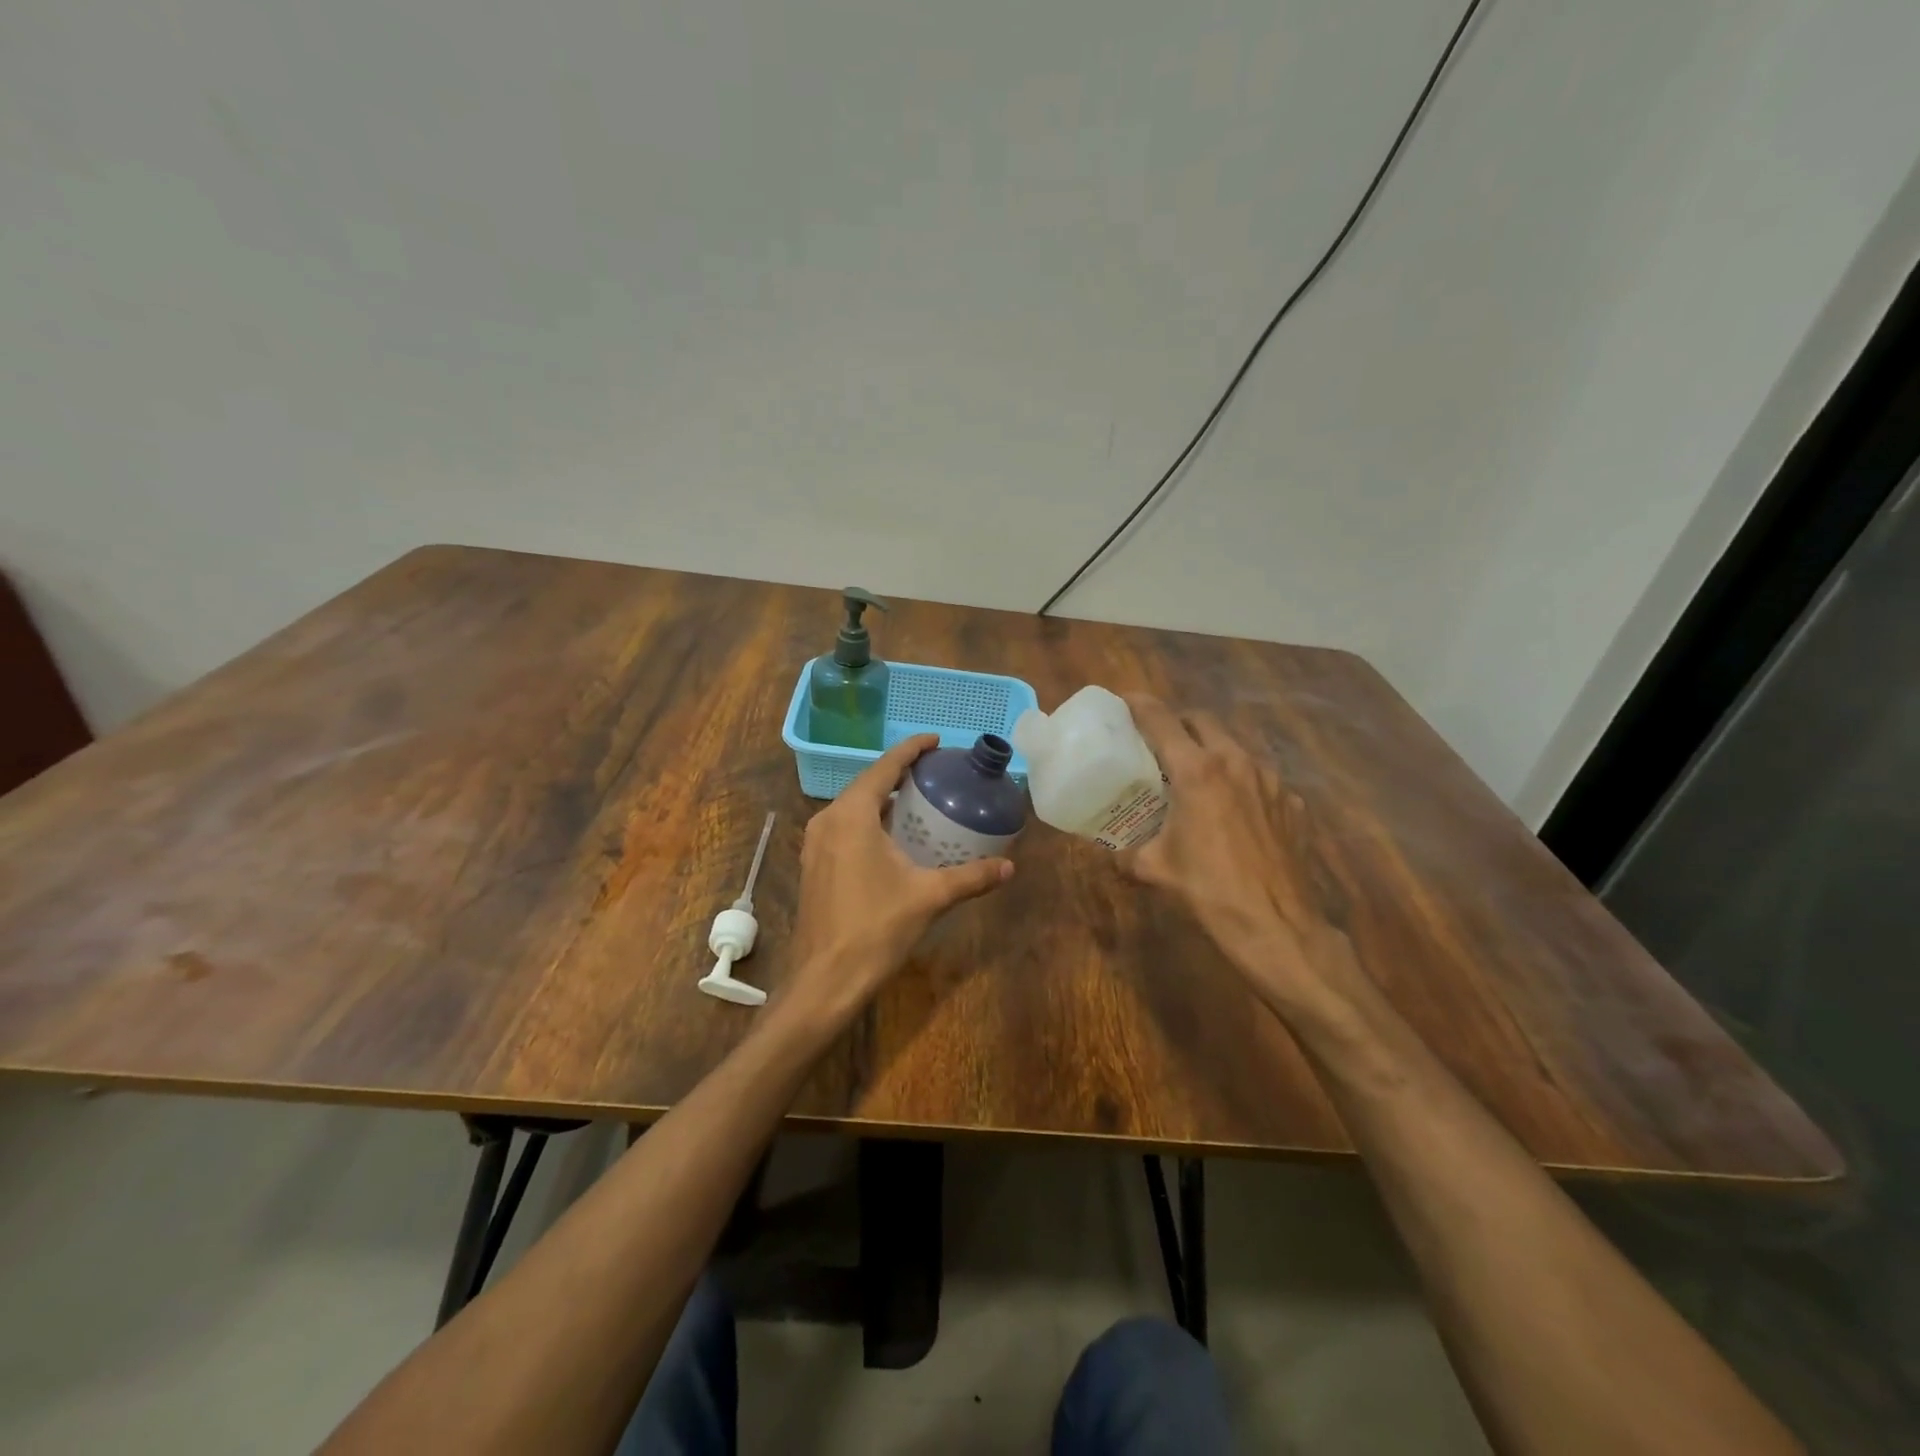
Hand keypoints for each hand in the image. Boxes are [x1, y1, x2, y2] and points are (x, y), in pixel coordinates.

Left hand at [781, 734, 1013, 1023]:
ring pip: (853, 806)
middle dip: (899, 773)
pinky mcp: (813, 865)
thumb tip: (1010, 867)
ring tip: (917, 798)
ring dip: (883, 797)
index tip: (936, 740)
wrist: (825, 980)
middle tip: (935, 770)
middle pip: (867, 783)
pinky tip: (892, 836)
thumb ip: (971, 877)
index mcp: (852, 815)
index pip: (885, 768)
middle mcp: (827, 820)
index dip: (911, 750)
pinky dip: (870, 820)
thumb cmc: (876, 929)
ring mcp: (815, 843)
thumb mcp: (930, 897)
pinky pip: (844, 827)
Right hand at [1119, 694, 1362, 1015]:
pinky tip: (1233, 812)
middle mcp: (1236, 762)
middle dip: (1178, 723)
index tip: (1124, 700)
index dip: (1139, 705)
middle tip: (1159, 743)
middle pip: (1202, 720)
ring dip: (1211, 750)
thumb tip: (1111, 851)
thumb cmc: (1208, 891)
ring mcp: (1271, 780)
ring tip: (1195, 776)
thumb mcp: (1154, 869)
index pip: (1161, 720)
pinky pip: (1259, 777)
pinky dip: (1239, 782)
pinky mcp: (1293, 802)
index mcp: (1197, 771)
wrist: (1277, 926)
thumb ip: (1126, 852)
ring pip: (1234, 746)